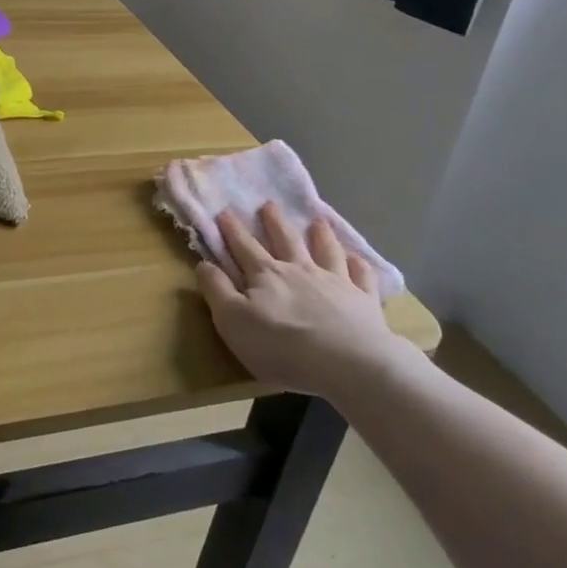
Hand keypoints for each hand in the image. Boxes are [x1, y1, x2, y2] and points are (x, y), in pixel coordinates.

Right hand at [196, 202, 409, 403]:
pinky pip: (362, 277)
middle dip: (274, 222)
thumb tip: (203, 263)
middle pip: (285, 240)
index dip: (232, 231)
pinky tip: (357, 260)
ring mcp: (335, 282)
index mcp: (266, 275)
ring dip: (320, 235)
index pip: (244, 248)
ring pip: (325, 251)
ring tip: (318, 221)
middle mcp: (299, 270)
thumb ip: (217, 290)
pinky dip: (358, 266)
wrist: (347, 363)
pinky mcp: (363, 300)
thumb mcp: (233, 321)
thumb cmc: (281, 346)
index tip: (225, 212)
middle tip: (269, 204)